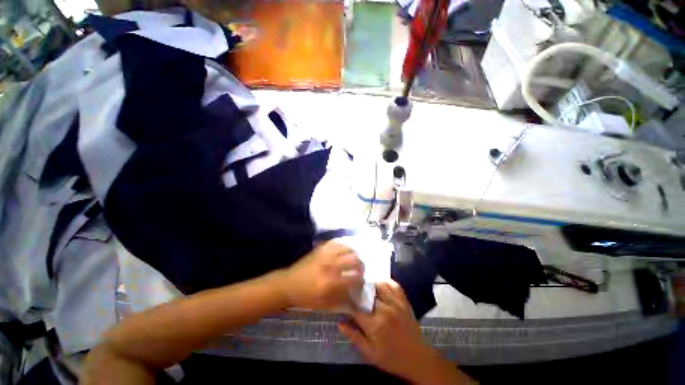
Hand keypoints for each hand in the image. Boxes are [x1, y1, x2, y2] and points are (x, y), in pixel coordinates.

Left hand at [281, 241, 363, 309]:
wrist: (289, 284)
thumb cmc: (306, 297)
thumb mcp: (325, 305)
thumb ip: (343, 301)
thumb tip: (356, 296)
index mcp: (331, 282)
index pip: (355, 277)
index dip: (361, 280)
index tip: (361, 282)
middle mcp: (330, 265)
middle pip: (354, 260)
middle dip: (361, 266)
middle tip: (360, 271)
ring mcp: (325, 254)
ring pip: (347, 248)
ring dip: (354, 254)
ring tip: (353, 260)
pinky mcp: (321, 249)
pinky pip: (337, 243)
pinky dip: (343, 246)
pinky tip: (344, 252)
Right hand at [339, 282, 472, 383]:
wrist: (418, 358)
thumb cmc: (391, 358)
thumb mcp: (370, 353)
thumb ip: (354, 337)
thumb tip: (340, 323)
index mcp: (374, 324)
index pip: (355, 307)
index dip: (347, 301)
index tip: (341, 299)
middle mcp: (384, 309)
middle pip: (367, 293)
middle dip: (357, 290)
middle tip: (351, 289)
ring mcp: (396, 303)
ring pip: (379, 285)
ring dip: (370, 284)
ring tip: (363, 284)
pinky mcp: (404, 301)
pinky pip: (394, 285)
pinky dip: (386, 281)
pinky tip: (379, 282)